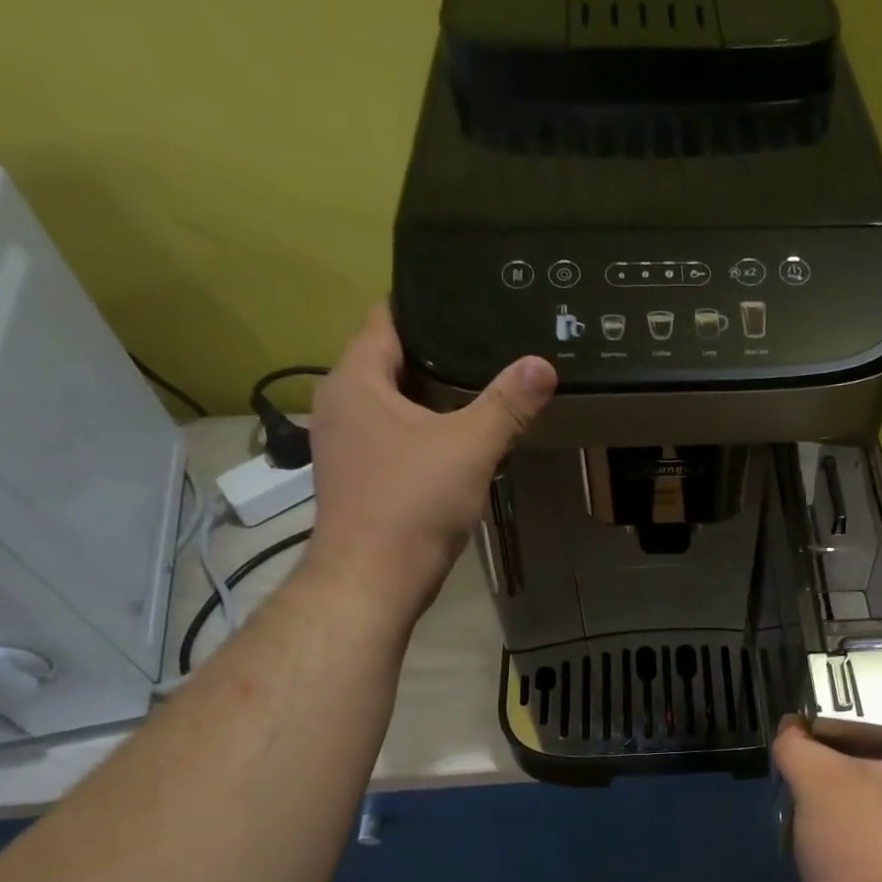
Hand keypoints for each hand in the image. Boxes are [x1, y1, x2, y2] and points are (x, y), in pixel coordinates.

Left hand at [303, 305, 555, 607]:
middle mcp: (339, 403)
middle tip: (486, 347)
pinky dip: (420, 432)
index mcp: (355, 380)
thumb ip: (506, 404)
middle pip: (389, 361)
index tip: (465, 302)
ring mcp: (344, 444)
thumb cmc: (413, 503)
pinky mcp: (356, 477)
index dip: (424, 306)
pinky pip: (391, 437)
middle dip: (435, 355)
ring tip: (479, 390)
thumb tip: (542, 365)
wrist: (372, 579)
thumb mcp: (469, 447)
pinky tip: (455, 442)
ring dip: (429, 399)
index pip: (385, 319)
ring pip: (391, 404)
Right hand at [772, 713, 881, 881]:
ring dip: (872, 777)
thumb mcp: (816, 782)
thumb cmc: (860, 843)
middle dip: (880, 739)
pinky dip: (874, 810)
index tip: (871, 705)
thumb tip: (791, 727)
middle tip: (839, 732)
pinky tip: (837, 815)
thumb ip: (798, 745)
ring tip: (832, 769)